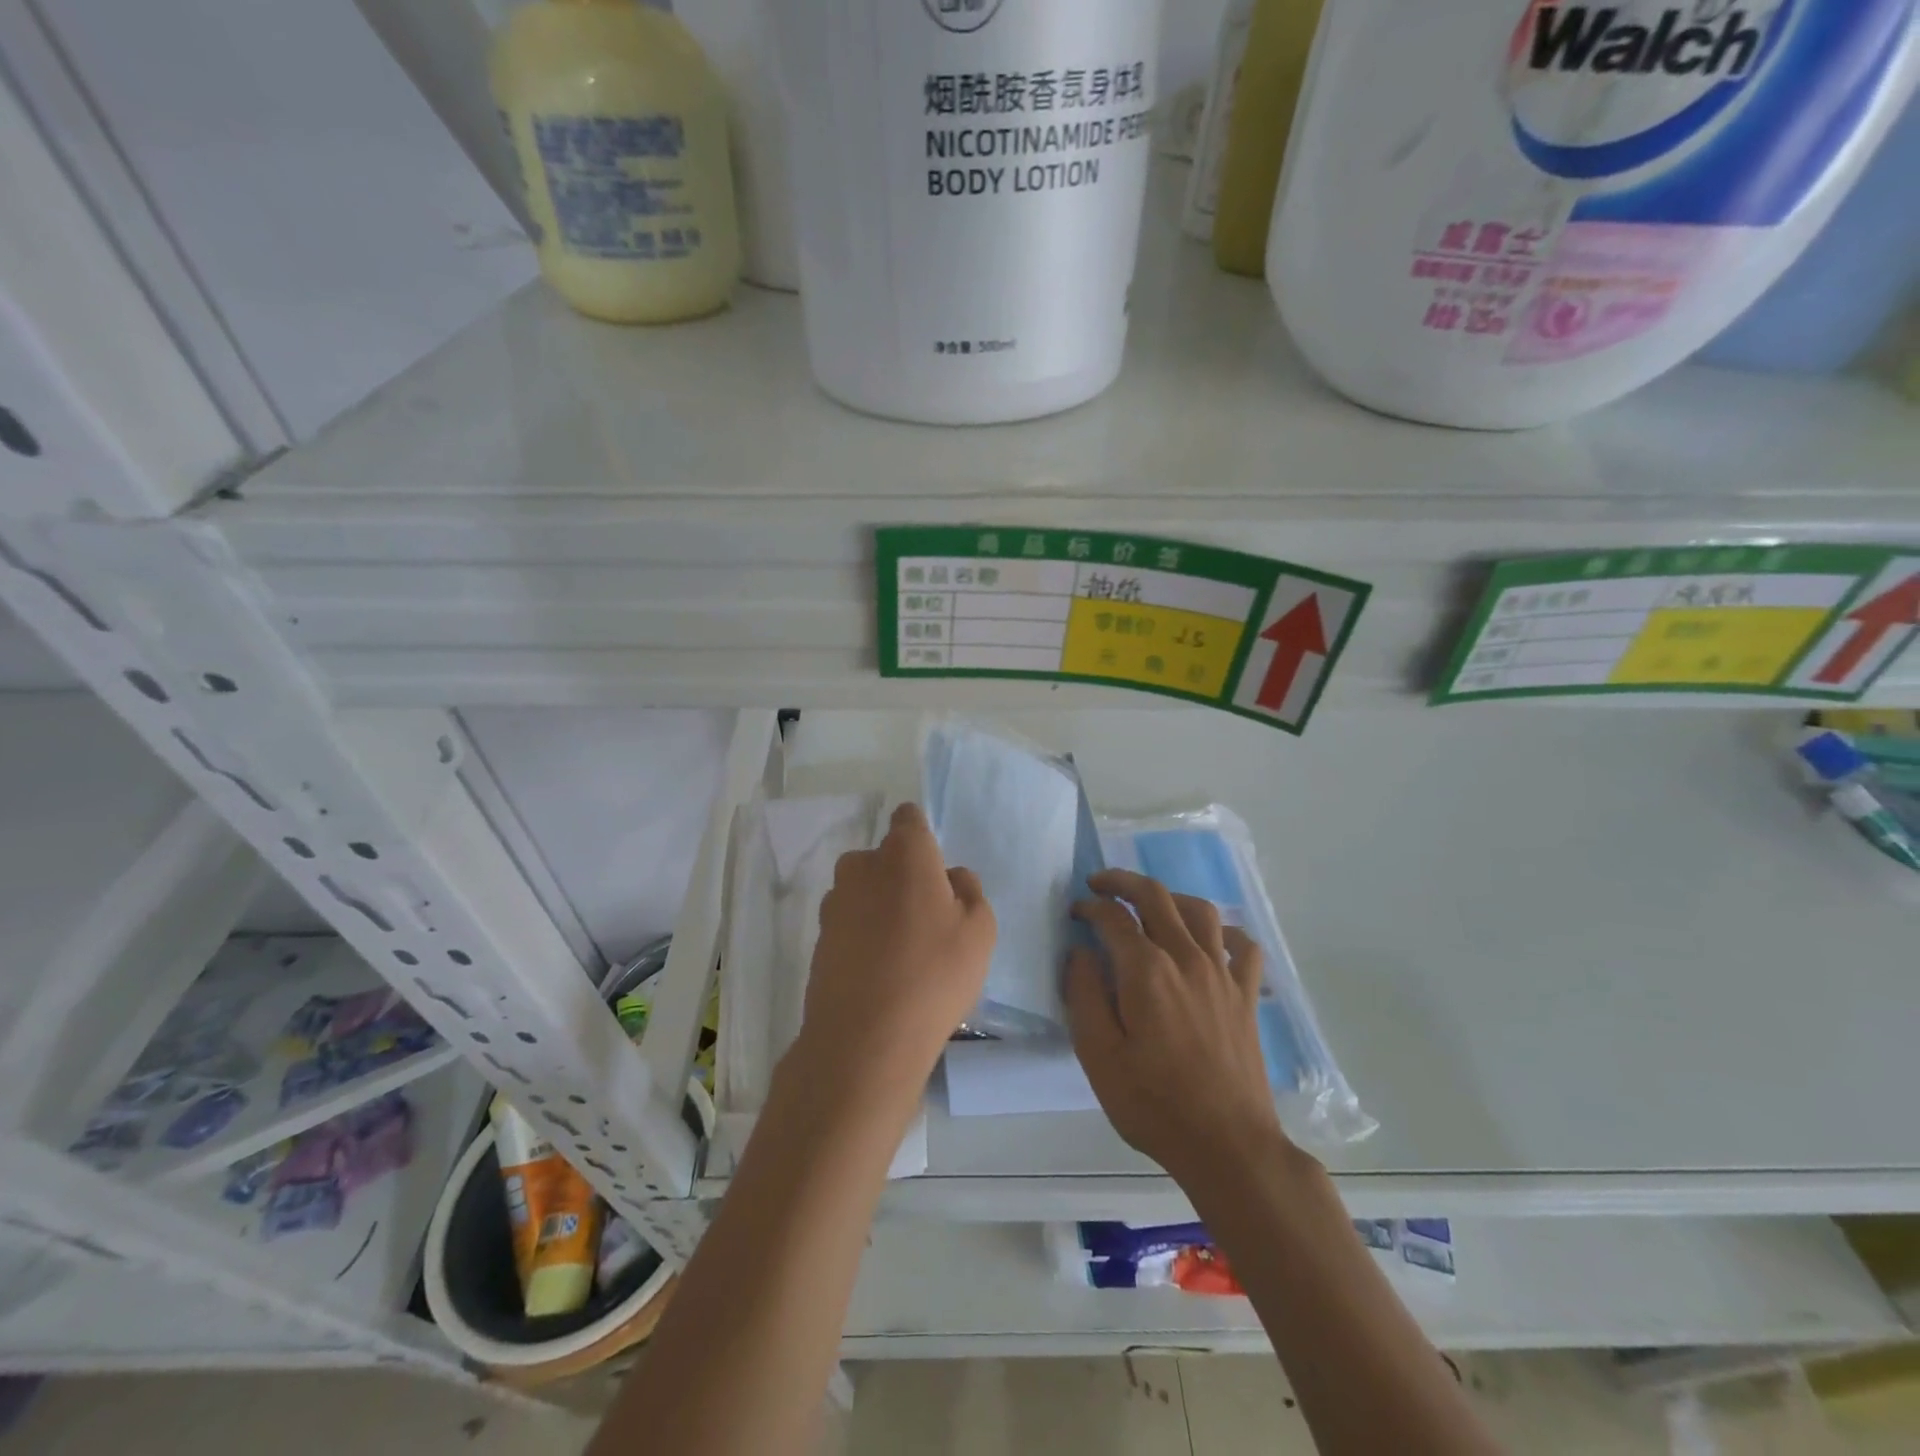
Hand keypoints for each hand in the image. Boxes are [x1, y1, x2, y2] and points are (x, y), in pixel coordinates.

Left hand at [795, 802, 995, 1113]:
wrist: (865, 1039)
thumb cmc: (934, 974)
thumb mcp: (980, 931)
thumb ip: (969, 891)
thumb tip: (950, 877)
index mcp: (904, 853)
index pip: (909, 819)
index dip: (923, 837)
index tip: (936, 870)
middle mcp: (862, 866)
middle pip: (885, 857)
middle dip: (902, 876)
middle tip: (928, 918)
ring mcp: (835, 903)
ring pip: (864, 891)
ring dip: (881, 907)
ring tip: (904, 952)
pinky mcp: (819, 938)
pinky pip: (850, 923)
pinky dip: (863, 936)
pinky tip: (881, 973)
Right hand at [1065, 869, 1290, 1186]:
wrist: (1228, 1146)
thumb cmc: (1154, 1104)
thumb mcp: (1098, 1056)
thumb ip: (1083, 995)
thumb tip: (1081, 952)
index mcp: (1147, 971)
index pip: (1113, 918)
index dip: (1090, 908)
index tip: (1075, 913)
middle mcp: (1187, 959)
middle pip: (1156, 897)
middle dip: (1123, 882)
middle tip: (1100, 883)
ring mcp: (1222, 974)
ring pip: (1200, 910)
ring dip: (1170, 897)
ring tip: (1150, 904)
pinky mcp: (1246, 995)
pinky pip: (1242, 946)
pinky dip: (1224, 931)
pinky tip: (1209, 940)